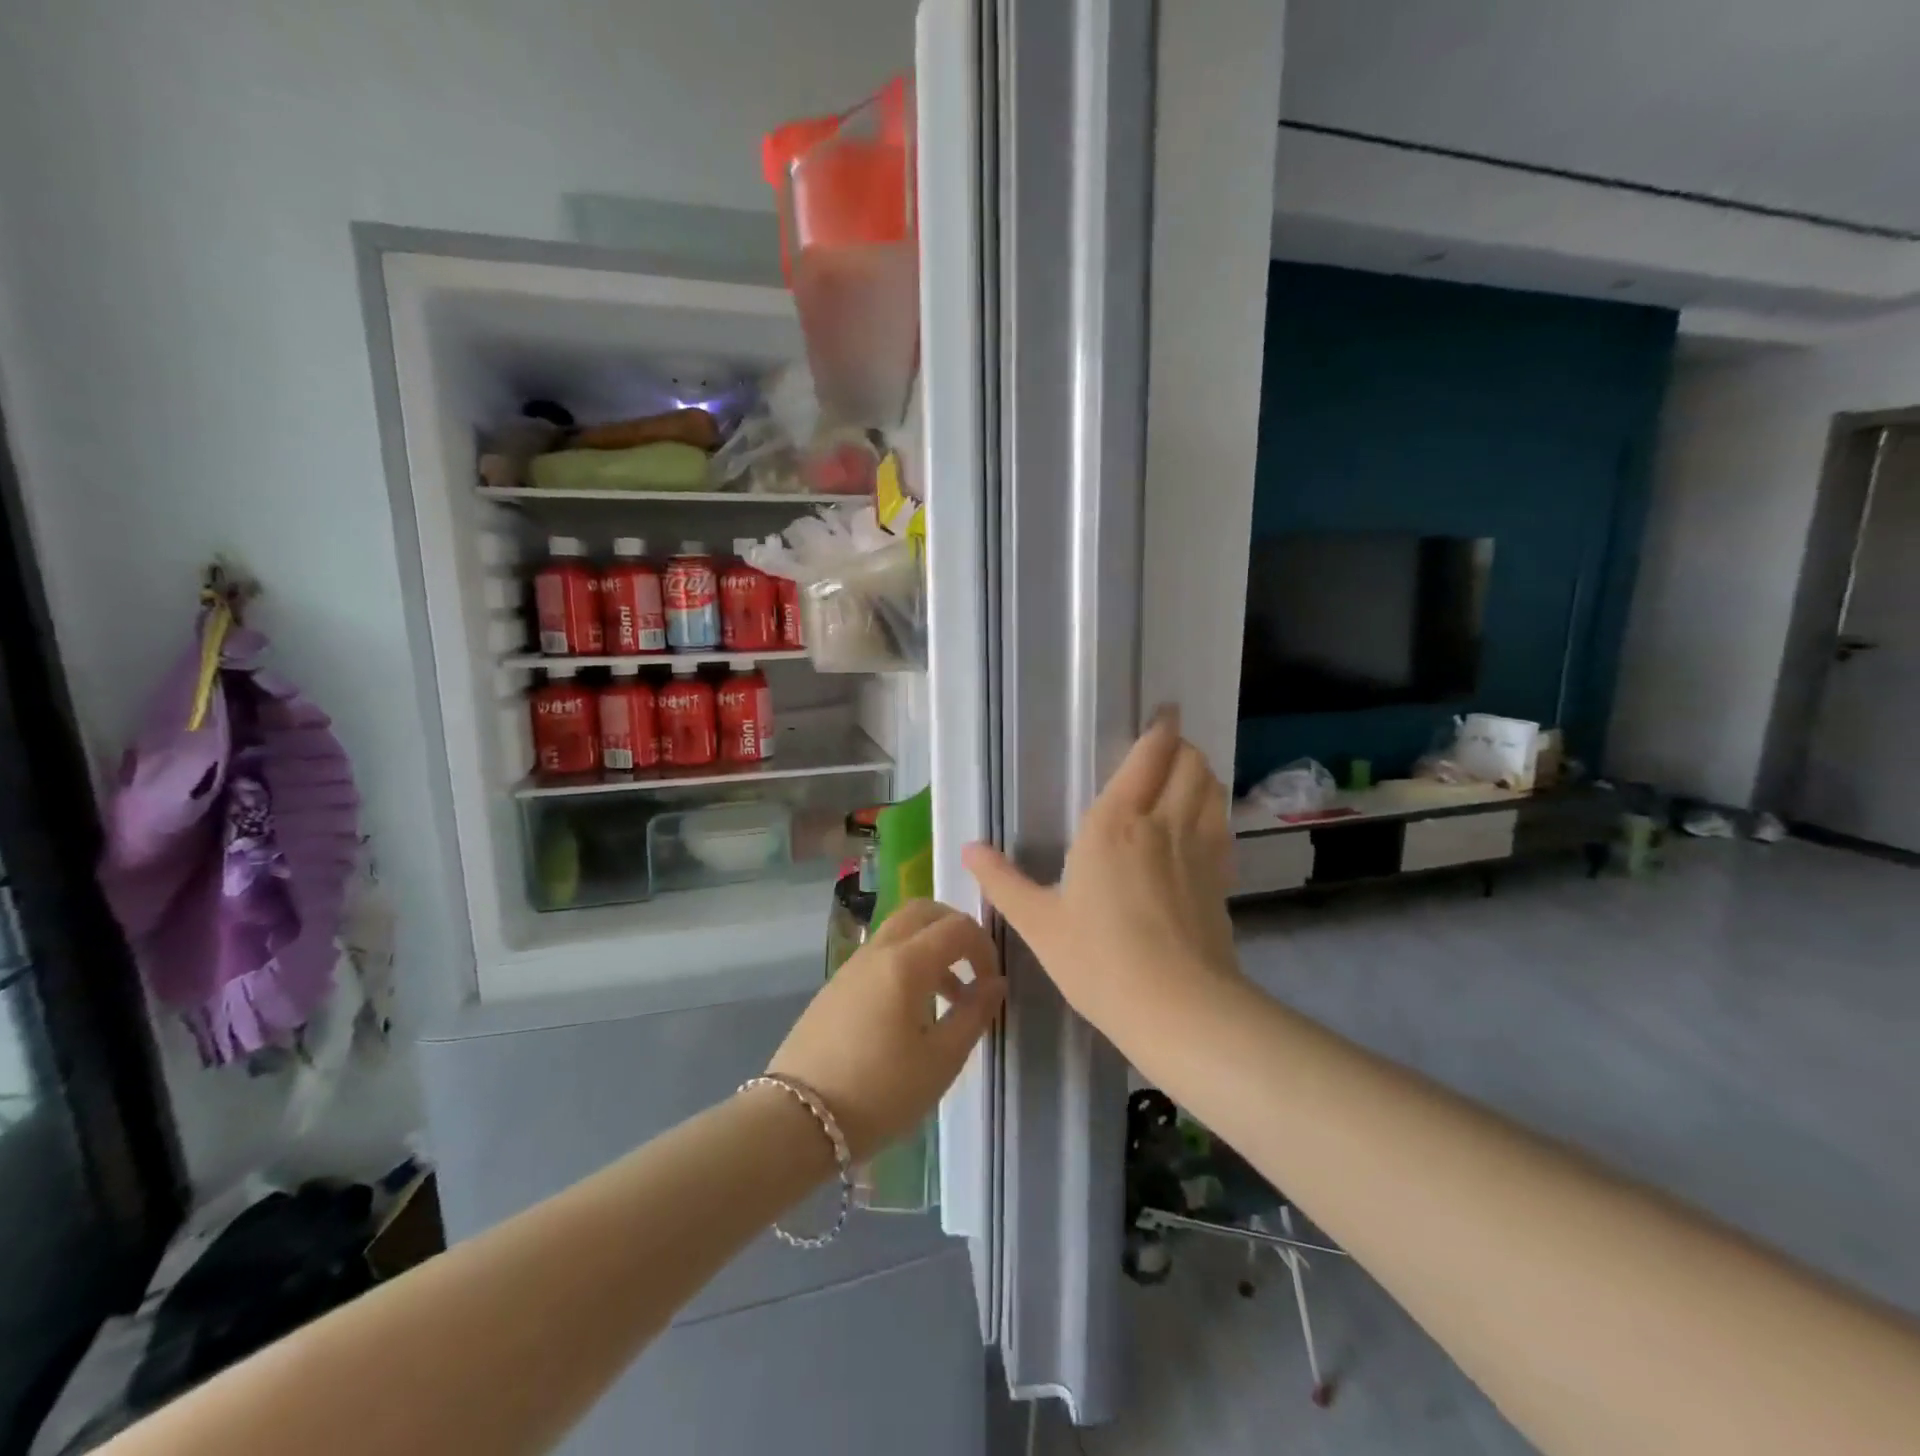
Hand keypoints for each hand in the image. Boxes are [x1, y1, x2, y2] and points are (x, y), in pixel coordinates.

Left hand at [767, 900, 1004, 1159]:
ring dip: (930, 947)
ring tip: (949, 996)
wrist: (797, 1119)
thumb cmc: (880, 1092)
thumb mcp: (941, 1060)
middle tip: (974, 965)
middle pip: (923, 911)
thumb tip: (995, 983)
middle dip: (955, 929)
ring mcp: (852, 966)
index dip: (985, 947)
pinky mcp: (836, 985)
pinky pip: (880, 954)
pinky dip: (906, 962)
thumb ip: (974, 1014)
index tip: (993, 983)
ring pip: (899, 931)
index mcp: (907, 962)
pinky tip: (911, 1010)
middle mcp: (878, 950)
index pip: (957, 927)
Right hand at [962, 710, 1238, 1040]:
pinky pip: (1222, 825)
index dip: (1160, 729)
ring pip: (1211, 789)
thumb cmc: (1099, 960)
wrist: (1178, 1008)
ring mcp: (1199, 850)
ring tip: (1183, 775)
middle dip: (1181, 746)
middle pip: (1189, 762)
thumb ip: (1003, 881)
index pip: (1149, 757)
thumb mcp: (1039, 923)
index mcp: (1115, 824)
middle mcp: (1162, 823)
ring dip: (1201, 772)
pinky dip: (1213, 809)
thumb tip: (968, 849)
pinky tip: (1200, 824)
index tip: (1162, 713)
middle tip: (1164, 747)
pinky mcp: (1221, 878)